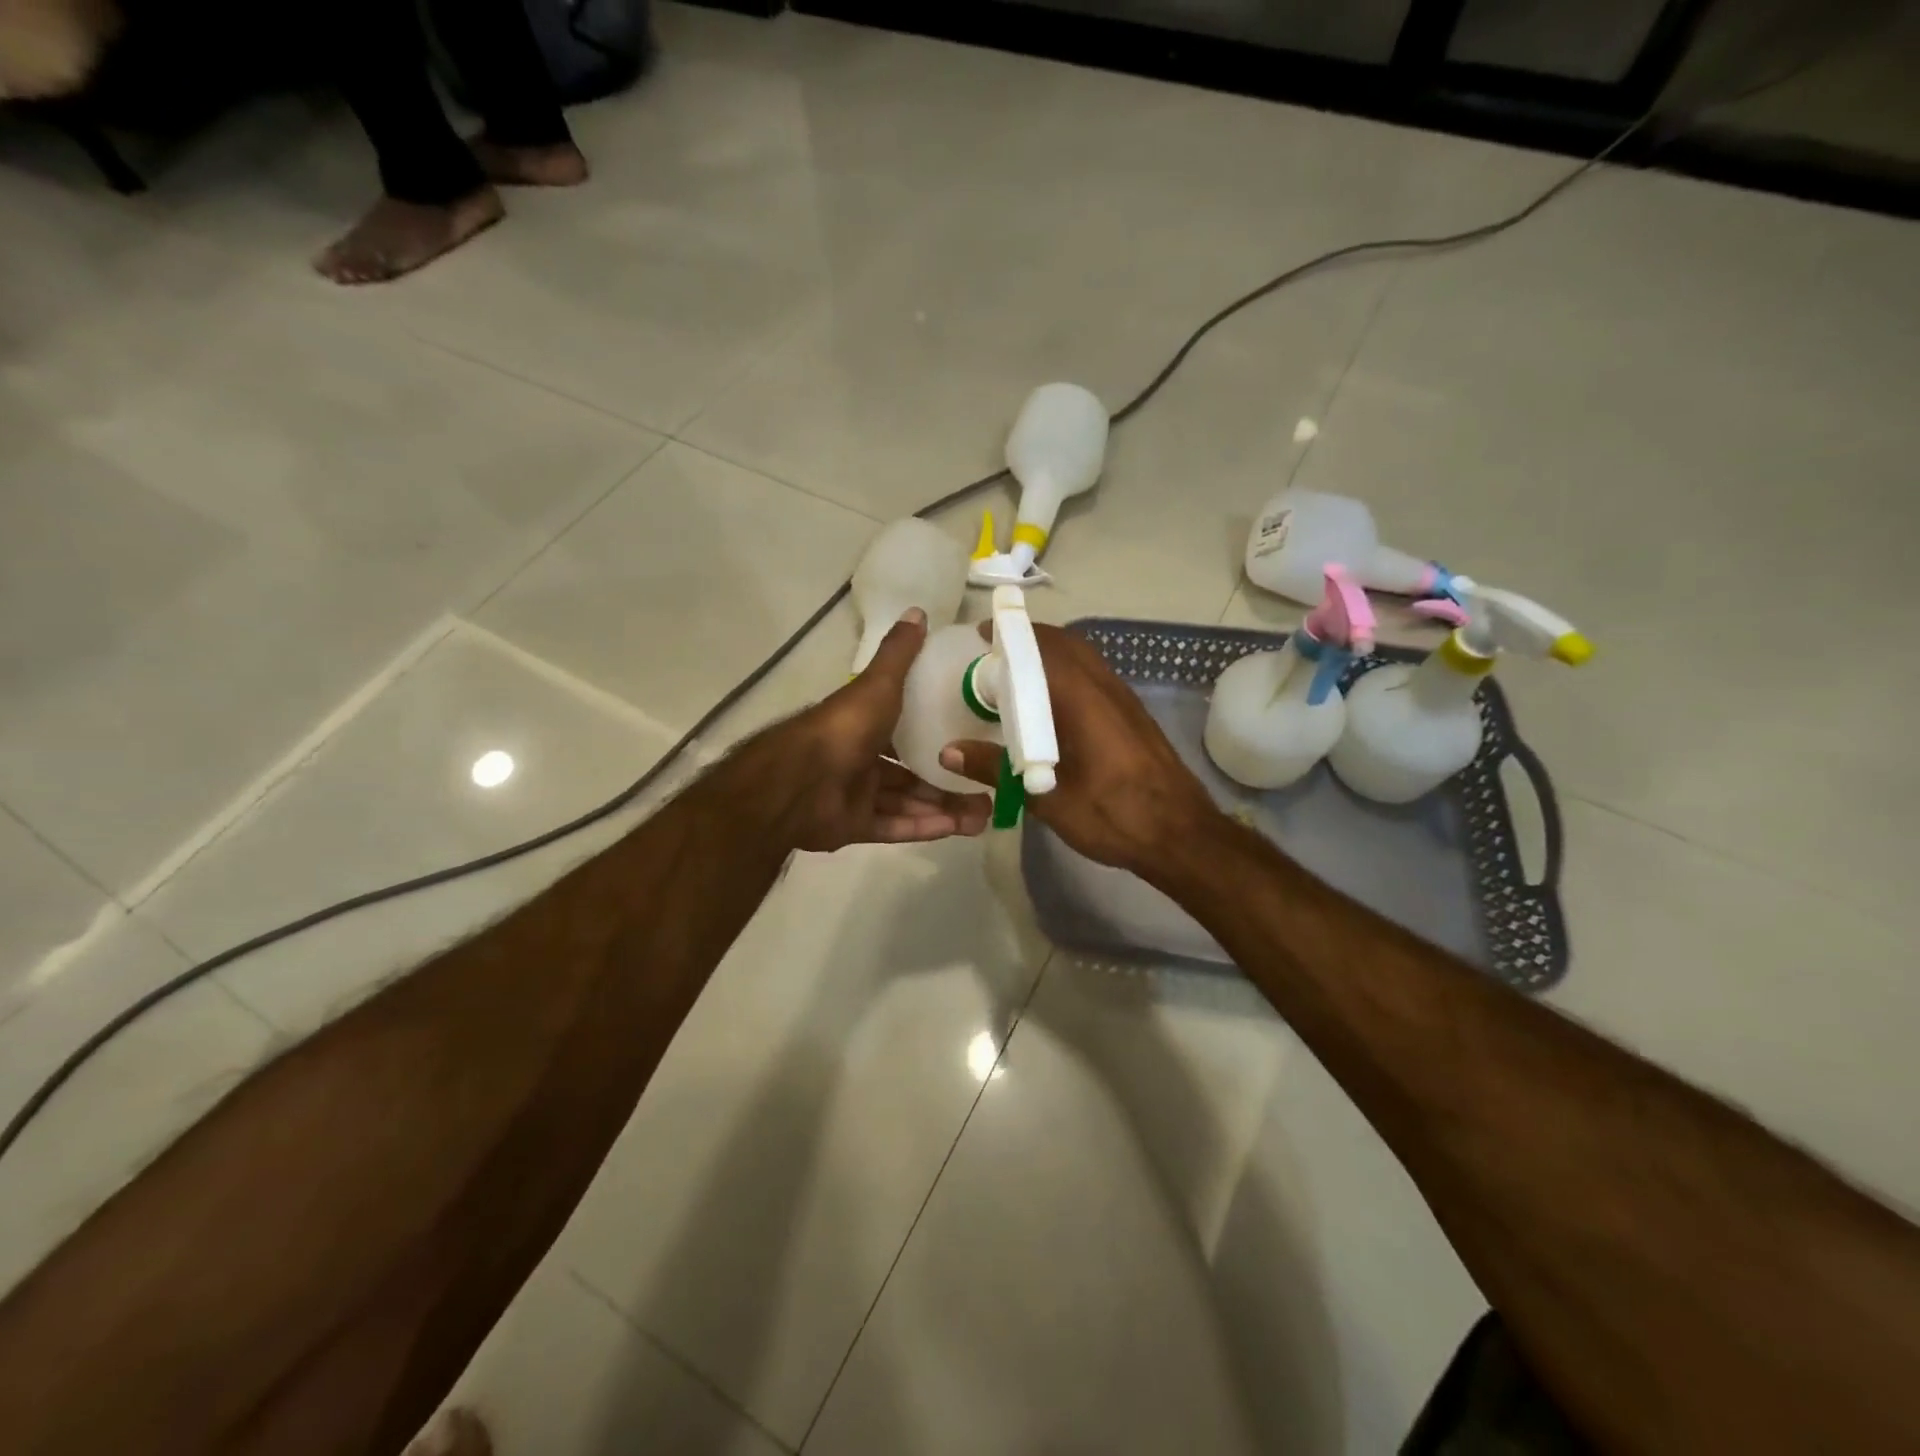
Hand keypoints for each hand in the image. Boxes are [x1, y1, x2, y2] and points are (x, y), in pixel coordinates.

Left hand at [755, 608, 991, 853]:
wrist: (799, 782)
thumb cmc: (845, 727)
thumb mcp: (878, 684)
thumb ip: (899, 654)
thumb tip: (919, 612)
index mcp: (865, 724)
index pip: (907, 728)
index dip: (938, 734)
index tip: (974, 739)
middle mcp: (861, 758)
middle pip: (912, 771)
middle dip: (948, 780)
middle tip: (987, 788)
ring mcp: (856, 794)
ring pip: (907, 802)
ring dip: (944, 807)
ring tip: (984, 814)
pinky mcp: (854, 826)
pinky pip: (894, 827)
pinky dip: (923, 827)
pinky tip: (958, 828)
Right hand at [940, 621, 1217, 877]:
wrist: (1181, 835)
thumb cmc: (1112, 815)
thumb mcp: (1047, 798)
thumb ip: (997, 769)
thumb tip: (949, 751)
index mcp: (1081, 699)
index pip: (1042, 647)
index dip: (1010, 634)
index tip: (979, 635)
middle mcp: (1105, 688)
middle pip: (1065, 644)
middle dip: (1028, 639)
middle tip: (994, 655)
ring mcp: (1124, 700)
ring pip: (1084, 658)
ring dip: (1050, 655)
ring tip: (1017, 675)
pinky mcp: (1134, 715)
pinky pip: (1095, 677)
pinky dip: (1068, 674)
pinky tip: (1052, 705)